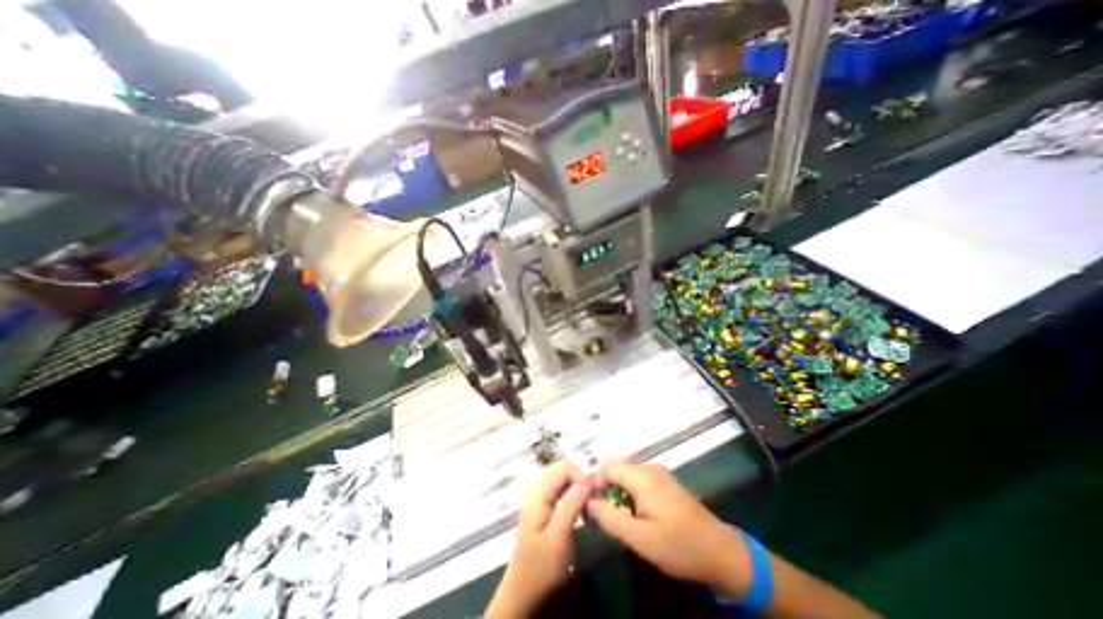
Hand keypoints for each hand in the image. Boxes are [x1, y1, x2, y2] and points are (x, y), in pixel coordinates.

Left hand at [485, 462, 589, 616]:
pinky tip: (582, 513)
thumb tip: (585, 483)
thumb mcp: (558, 537)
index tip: (595, 495)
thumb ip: (570, 506)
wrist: (522, 593)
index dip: (581, 476)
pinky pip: (562, 493)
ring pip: (564, 482)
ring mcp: (540, 500)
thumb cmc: (540, 567)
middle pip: (564, 472)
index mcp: (539, 493)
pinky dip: (575, 498)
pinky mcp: (545, 509)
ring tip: (590, 508)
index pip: (564, 467)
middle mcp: (538, 491)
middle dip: (582, 481)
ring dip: (580, 490)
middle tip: (595, 501)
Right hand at [585, 458, 750, 593]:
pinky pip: (638, 481)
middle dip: (607, 489)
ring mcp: (659, 475)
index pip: (606, 466)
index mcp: (642, 477)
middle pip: (616, 468)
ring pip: (627, 475)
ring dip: (619, 493)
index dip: (596, 483)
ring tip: (625, 520)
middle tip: (610, 517)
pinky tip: (640, 517)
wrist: (722, 552)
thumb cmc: (680, 546)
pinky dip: (632, 494)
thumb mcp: (642, 539)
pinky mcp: (665, 483)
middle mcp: (649, 469)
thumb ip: (611, 519)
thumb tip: (589, 502)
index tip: (597, 508)